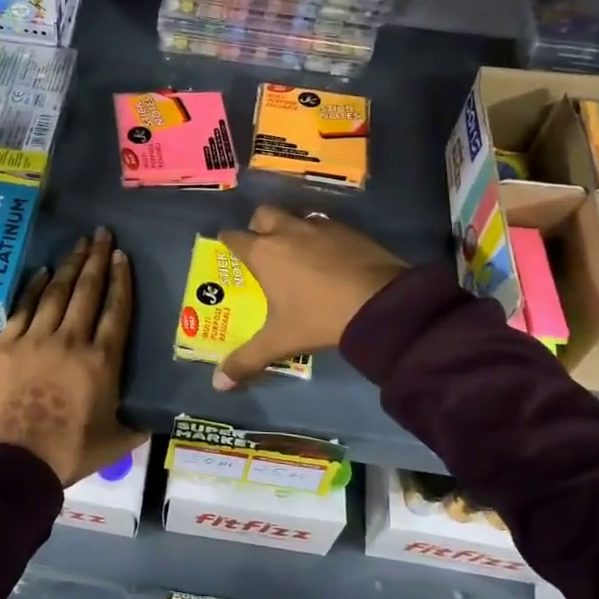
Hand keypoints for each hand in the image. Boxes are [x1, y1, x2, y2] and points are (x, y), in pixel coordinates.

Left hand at [0, 227, 146, 486]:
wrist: (15, 464)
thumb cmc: (70, 453)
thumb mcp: (117, 441)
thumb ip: (139, 423)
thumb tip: (160, 417)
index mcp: (102, 361)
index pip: (116, 309)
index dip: (121, 279)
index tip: (122, 255)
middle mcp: (71, 341)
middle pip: (88, 291)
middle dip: (97, 258)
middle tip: (102, 234)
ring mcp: (36, 339)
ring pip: (57, 292)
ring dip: (70, 265)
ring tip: (79, 244)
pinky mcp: (6, 345)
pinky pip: (24, 307)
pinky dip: (35, 287)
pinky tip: (44, 272)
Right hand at [214, 205, 407, 389]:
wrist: (380, 302)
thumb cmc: (319, 317)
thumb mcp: (280, 341)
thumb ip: (246, 360)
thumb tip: (218, 385)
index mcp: (263, 252)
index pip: (233, 237)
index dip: (228, 243)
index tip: (231, 252)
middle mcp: (287, 230)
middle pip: (263, 214)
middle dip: (259, 226)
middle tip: (264, 248)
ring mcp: (319, 226)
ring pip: (295, 216)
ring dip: (291, 228)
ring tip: (297, 252)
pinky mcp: (348, 229)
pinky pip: (325, 225)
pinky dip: (321, 236)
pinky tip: (330, 257)